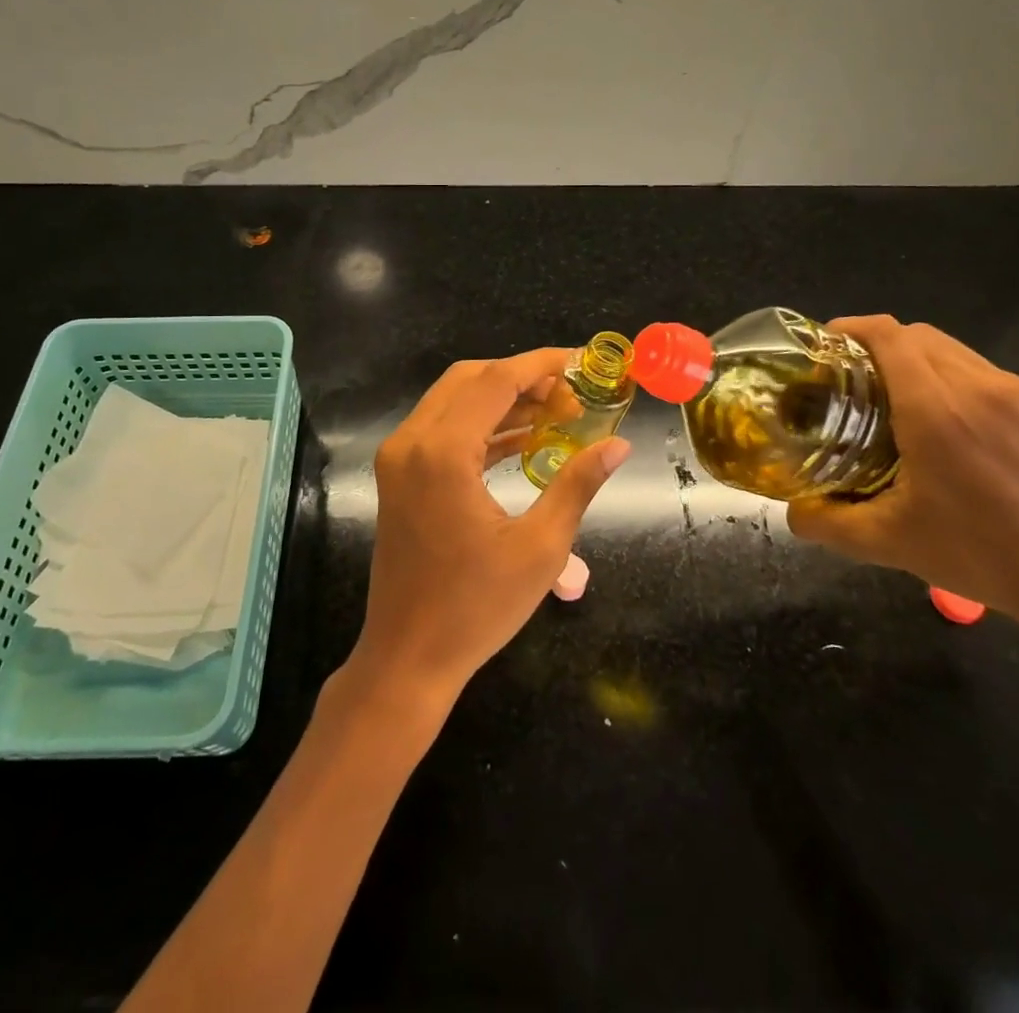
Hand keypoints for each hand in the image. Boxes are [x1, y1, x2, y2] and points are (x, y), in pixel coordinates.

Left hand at [350, 349, 630, 706]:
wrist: (407, 657)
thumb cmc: (475, 608)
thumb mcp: (540, 548)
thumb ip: (577, 485)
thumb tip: (618, 445)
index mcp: (442, 452)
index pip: (496, 380)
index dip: (542, 364)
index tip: (582, 362)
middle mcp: (411, 441)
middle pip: (470, 379)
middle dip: (523, 377)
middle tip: (572, 394)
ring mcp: (399, 457)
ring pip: (454, 400)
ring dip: (502, 399)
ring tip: (556, 413)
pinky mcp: (399, 475)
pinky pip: (443, 429)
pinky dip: (481, 425)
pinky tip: (523, 439)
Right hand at [786, 316, 1018, 635]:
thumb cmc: (986, 559)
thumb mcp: (892, 544)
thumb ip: (828, 523)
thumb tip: (792, 511)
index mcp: (936, 409)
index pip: (888, 335)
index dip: (851, 328)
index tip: (825, 345)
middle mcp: (980, 386)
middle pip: (917, 336)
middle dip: (879, 346)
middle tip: (854, 380)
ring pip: (955, 352)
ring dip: (919, 363)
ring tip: (900, 402)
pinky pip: (988, 375)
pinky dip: (956, 382)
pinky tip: (954, 428)